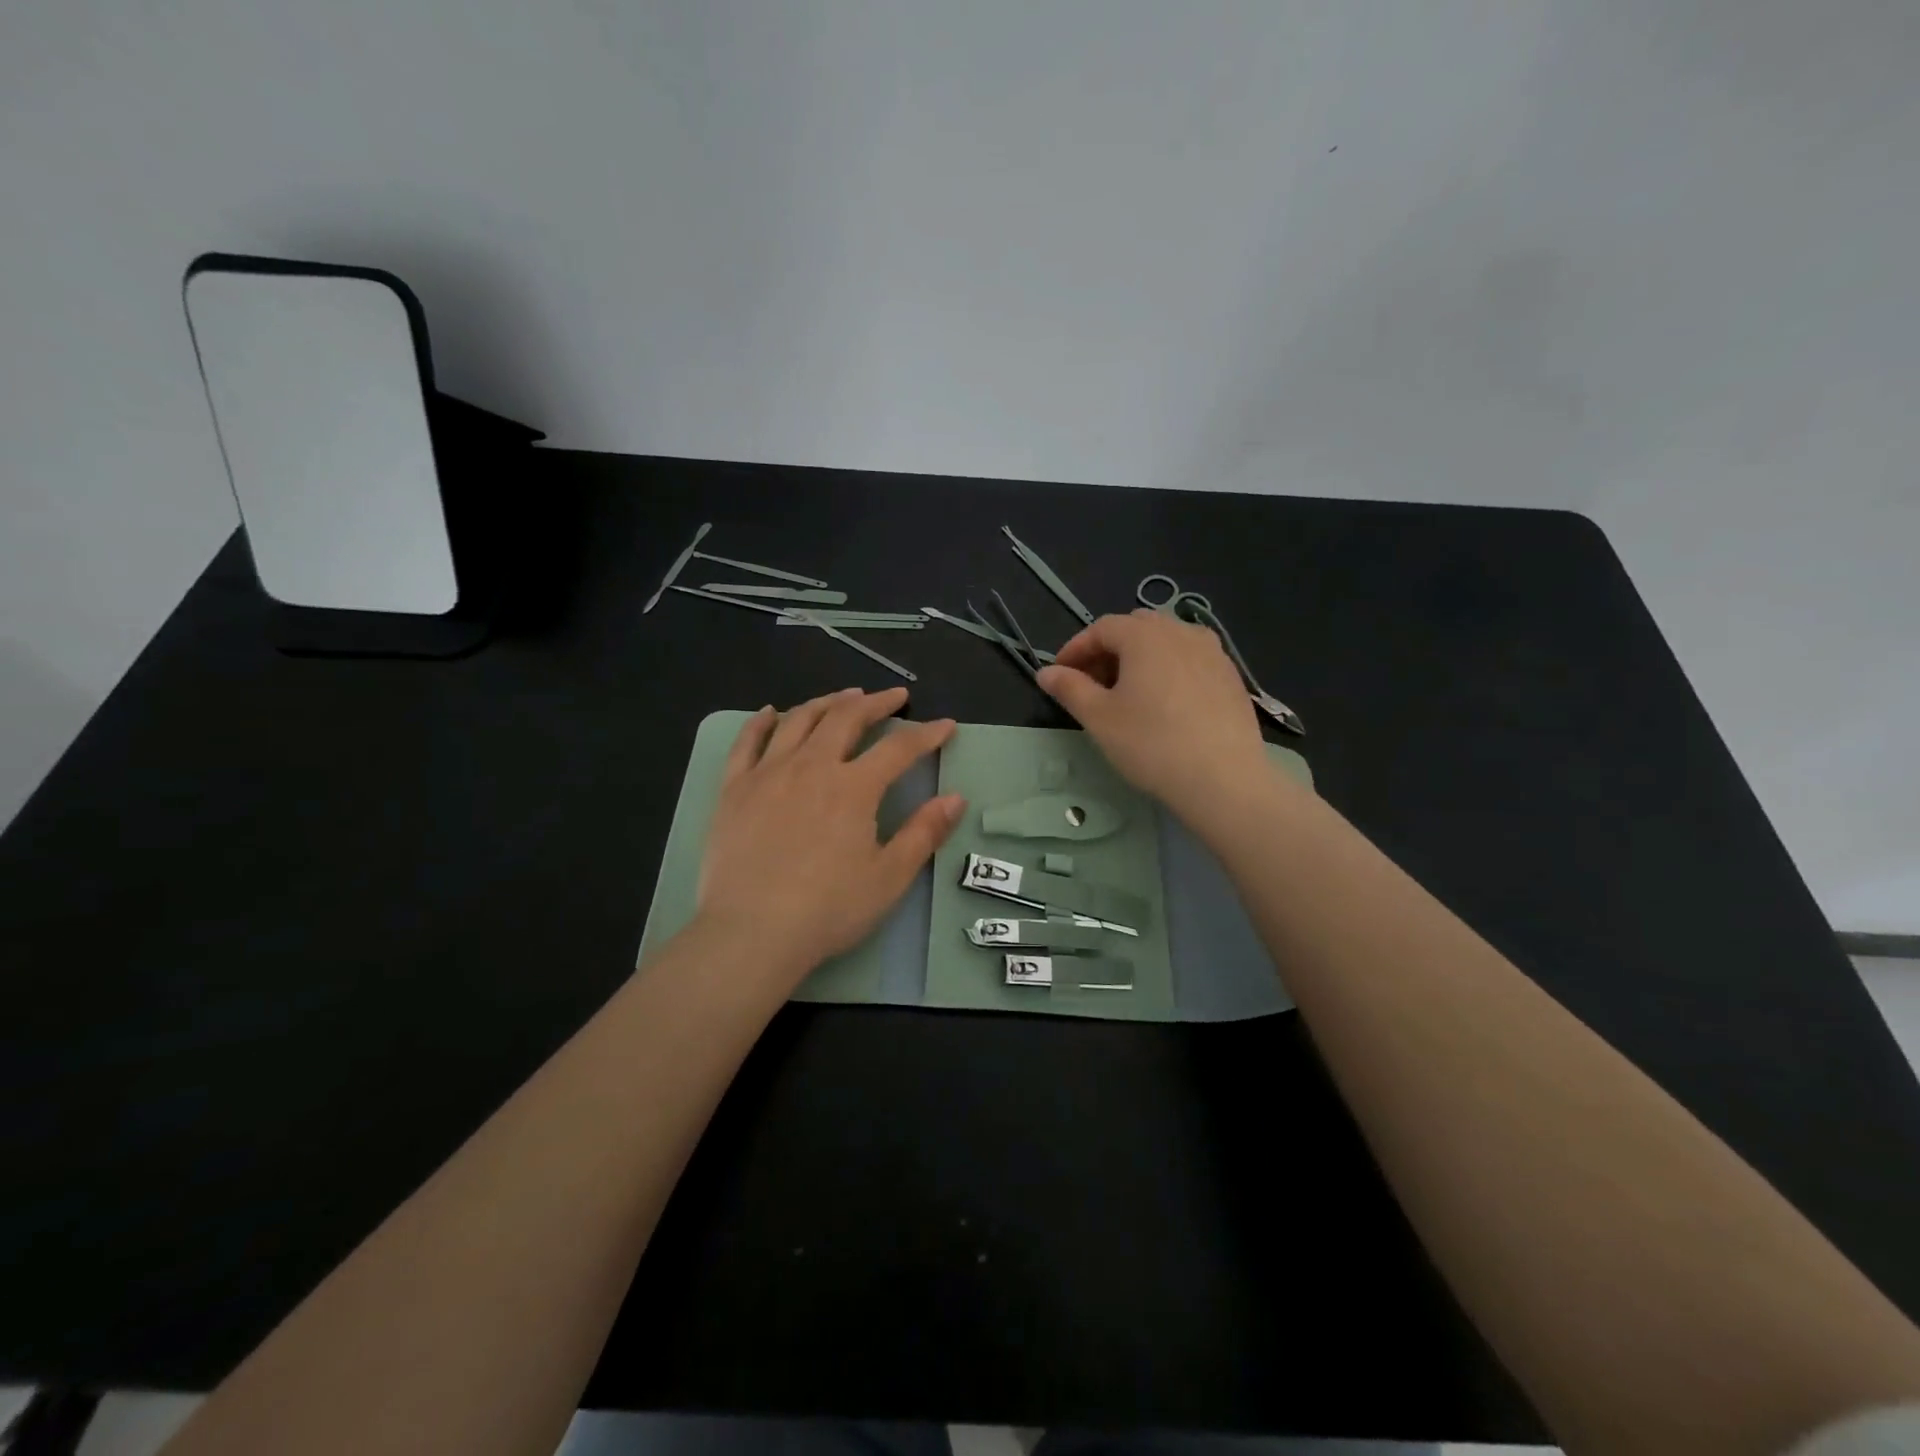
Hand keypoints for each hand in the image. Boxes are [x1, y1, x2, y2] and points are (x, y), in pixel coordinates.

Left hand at [696, 687, 964, 988]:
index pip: (899, 748)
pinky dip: (761, 722)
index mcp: (853, 788)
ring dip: (827, 702)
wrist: (751, 932)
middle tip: (893, 697)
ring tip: (844, 697)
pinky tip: (771, 712)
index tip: (945, 725)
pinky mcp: (734, 789)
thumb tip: (956, 798)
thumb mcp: (889, 877)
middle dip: (875, 703)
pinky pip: (747, 742)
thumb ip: (924, 833)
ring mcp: (767, 773)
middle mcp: (811, 767)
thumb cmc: (828, 910)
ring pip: (799, 720)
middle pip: (846, 718)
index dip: (927, 734)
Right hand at [1038, 610, 1271, 822]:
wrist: (1223, 779)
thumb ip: (1070, 688)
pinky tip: (1165, 704)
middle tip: (1092, 684)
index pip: (1101, 628)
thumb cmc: (1151, 744)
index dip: (1075, 648)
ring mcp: (1212, 652)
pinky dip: (1168, 670)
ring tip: (1128, 693)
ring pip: (1167, 641)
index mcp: (1145, 636)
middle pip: (1135, 628)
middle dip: (1108, 650)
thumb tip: (1046, 672)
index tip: (1060, 675)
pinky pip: (1191, 660)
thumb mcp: (1099, 718)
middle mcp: (1181, 632)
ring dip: (1140, 658)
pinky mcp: (1231, 676)